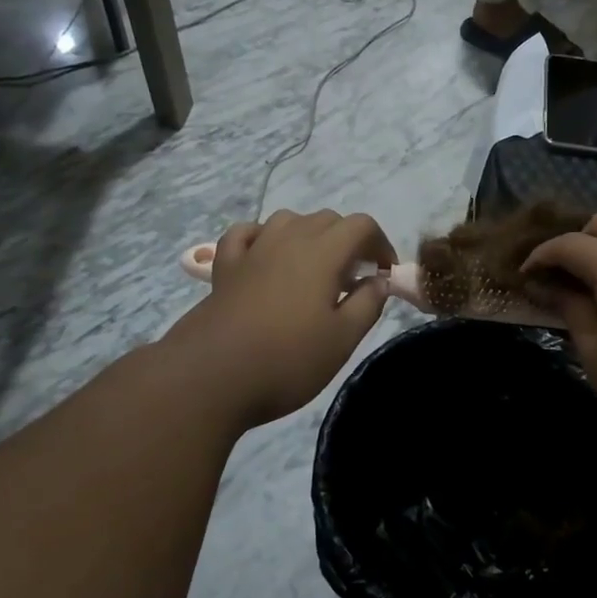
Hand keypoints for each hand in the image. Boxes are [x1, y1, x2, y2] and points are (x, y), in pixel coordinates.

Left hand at [170, 210, 395, 428]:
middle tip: (354, 279)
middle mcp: (287, 240)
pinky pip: (246, 234)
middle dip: (349, 240)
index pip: (361, 226)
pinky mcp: (224, 267)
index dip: (380, 244)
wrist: (211, 377)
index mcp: (322, 253)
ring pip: (287, 220)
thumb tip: (379, 281)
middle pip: (327, 219)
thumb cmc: (287, 360)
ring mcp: (252, 250)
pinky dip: (262, 237)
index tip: (385, 274)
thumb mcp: (342, 339)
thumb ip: (367, 304)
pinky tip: (266, 256)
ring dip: (309, 235)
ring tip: (314, 268)